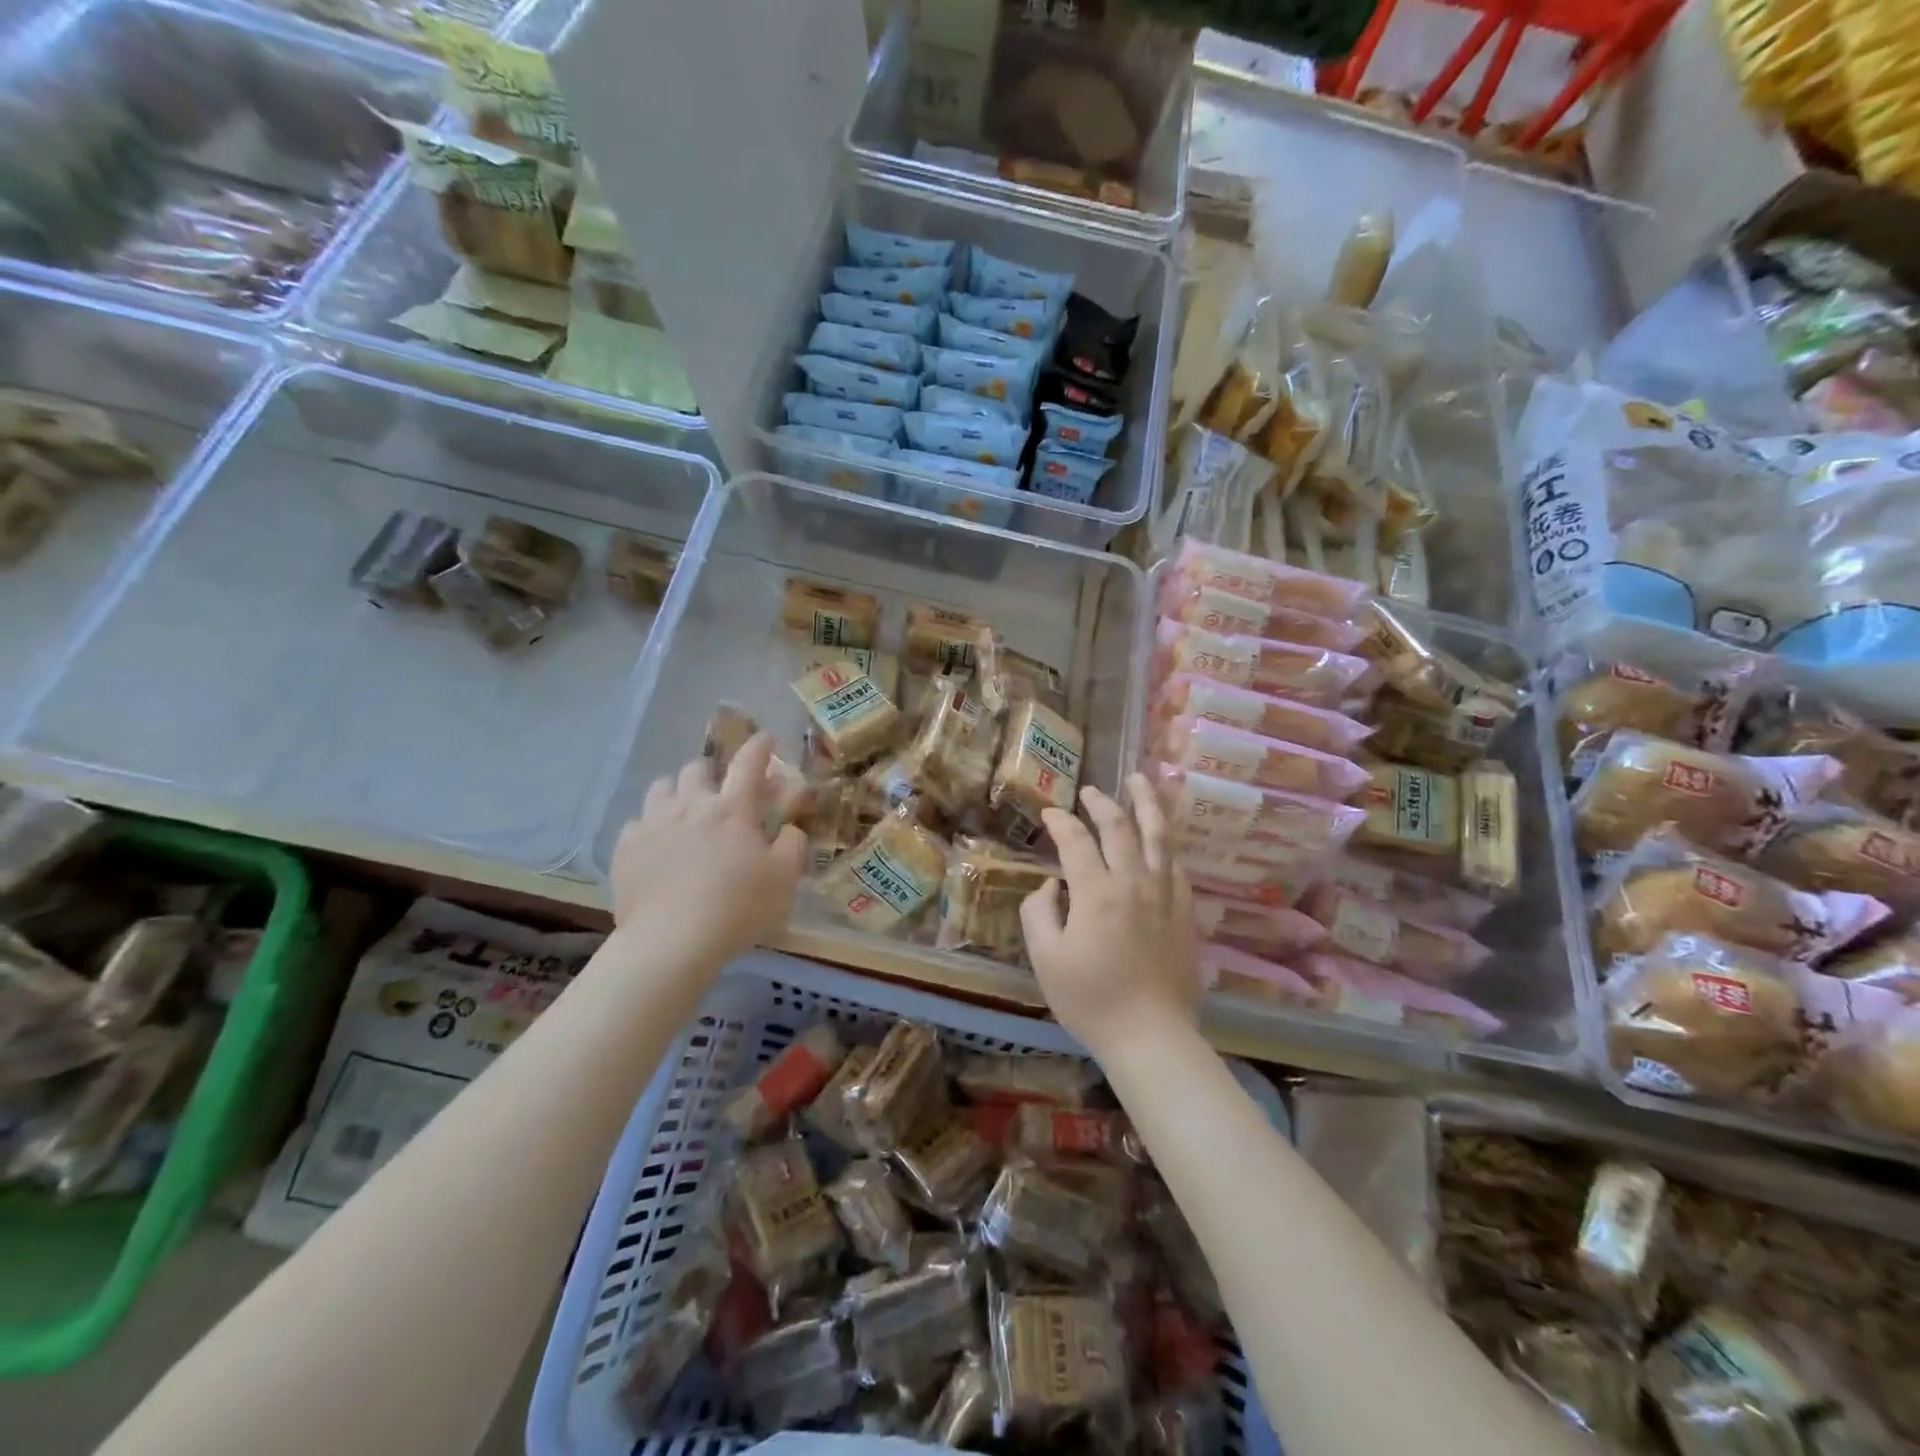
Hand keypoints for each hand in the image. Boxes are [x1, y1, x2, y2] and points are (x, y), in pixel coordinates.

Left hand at [609, 734, 808, 966]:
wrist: (671, 941)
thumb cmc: (737, 908)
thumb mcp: (784, 879)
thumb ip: (792, 845)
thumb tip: (789, 828)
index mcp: (732, 809)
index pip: (748, 763)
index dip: (759, 747)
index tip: (765, 738)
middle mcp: (691, 805)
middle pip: (697, 768)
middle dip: (712, 772)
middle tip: (720, 791)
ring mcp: (653, 823)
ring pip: (661, 787)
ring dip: (676, 792)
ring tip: (684, 811)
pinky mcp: (626, 847)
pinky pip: (636, 822)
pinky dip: (650, 826)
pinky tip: (657, 845)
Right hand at [1021, 772, 1201, 1059]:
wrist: (1151, 1036)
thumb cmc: (1090, 1000)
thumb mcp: (1046, 958)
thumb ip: (1039, 913)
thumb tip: (1050, 885)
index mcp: (1096, 892)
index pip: (1075, 841)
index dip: (1060, 821)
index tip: (1049, 813)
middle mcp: (1133, 882)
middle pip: (1120, 827)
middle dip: (1101, 803)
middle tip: (1089, 791)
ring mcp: (1165, 895)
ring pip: (1158, 836)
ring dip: (1147, 804)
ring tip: (1140, 781)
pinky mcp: (1185, 913)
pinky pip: (1176, 866)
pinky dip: (1165, 844)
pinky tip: (1161, 839)